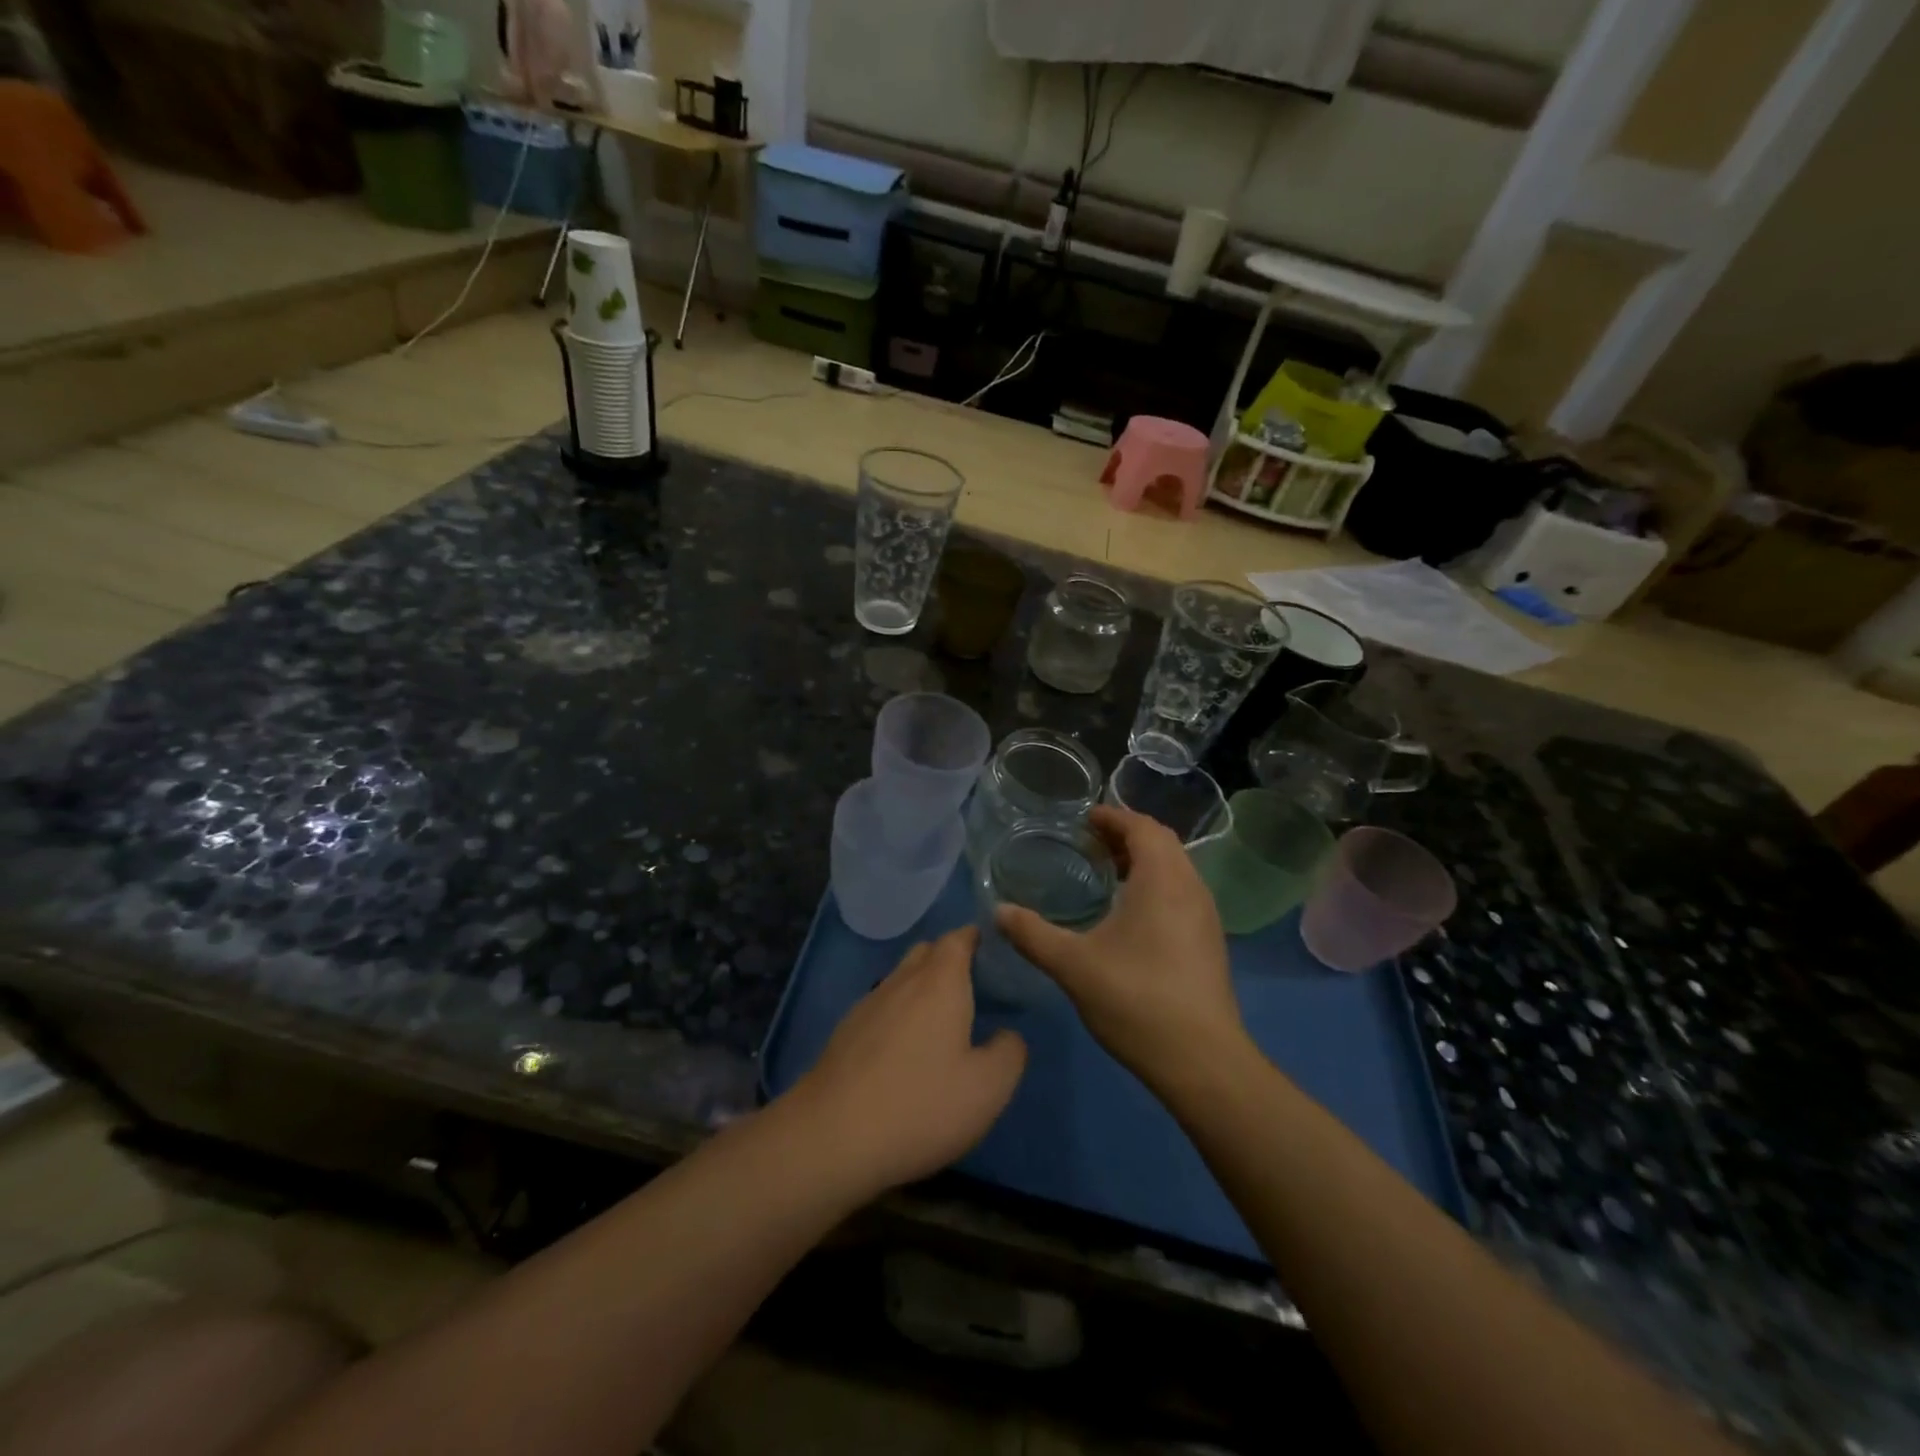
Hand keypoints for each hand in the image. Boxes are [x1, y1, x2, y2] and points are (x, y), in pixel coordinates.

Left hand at [788, 928, 1026, 1197]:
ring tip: (942, 1020)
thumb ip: (1009, 1053)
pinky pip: (882, 1007)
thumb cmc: (921, 1105)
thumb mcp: (988, 1088)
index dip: (976, 938)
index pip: (958, 938)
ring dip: (922, 987)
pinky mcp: (845, 1032)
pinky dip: (899, 1014)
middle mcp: (902, 980)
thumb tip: (1007, 1035)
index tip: (995, 952)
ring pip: (901, 978)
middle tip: (975, 988)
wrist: (832, 1137)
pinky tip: (905, 1050)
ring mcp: (868, 1004)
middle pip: (927, 952)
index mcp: (940, 982)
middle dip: (950, 959)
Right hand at [996, 805, 1249, 1096]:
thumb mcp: (1073, 965)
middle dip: (1126, 835)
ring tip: (1106, 873)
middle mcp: (1191, 888)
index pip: (1142, 827)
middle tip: (1090, 842)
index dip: (1113, 817)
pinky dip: (1155, 884)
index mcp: (1162, 880)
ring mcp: (1206, 916)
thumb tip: (998, 911)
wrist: (1203, 1062)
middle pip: (1162, 842)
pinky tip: (1130, 914)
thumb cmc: (1136, 1000)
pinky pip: (1181, 892)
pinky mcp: (1210, 942)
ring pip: (1175, 868)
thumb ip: (1032, 934)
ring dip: (1143, 860)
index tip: (1084, 819)